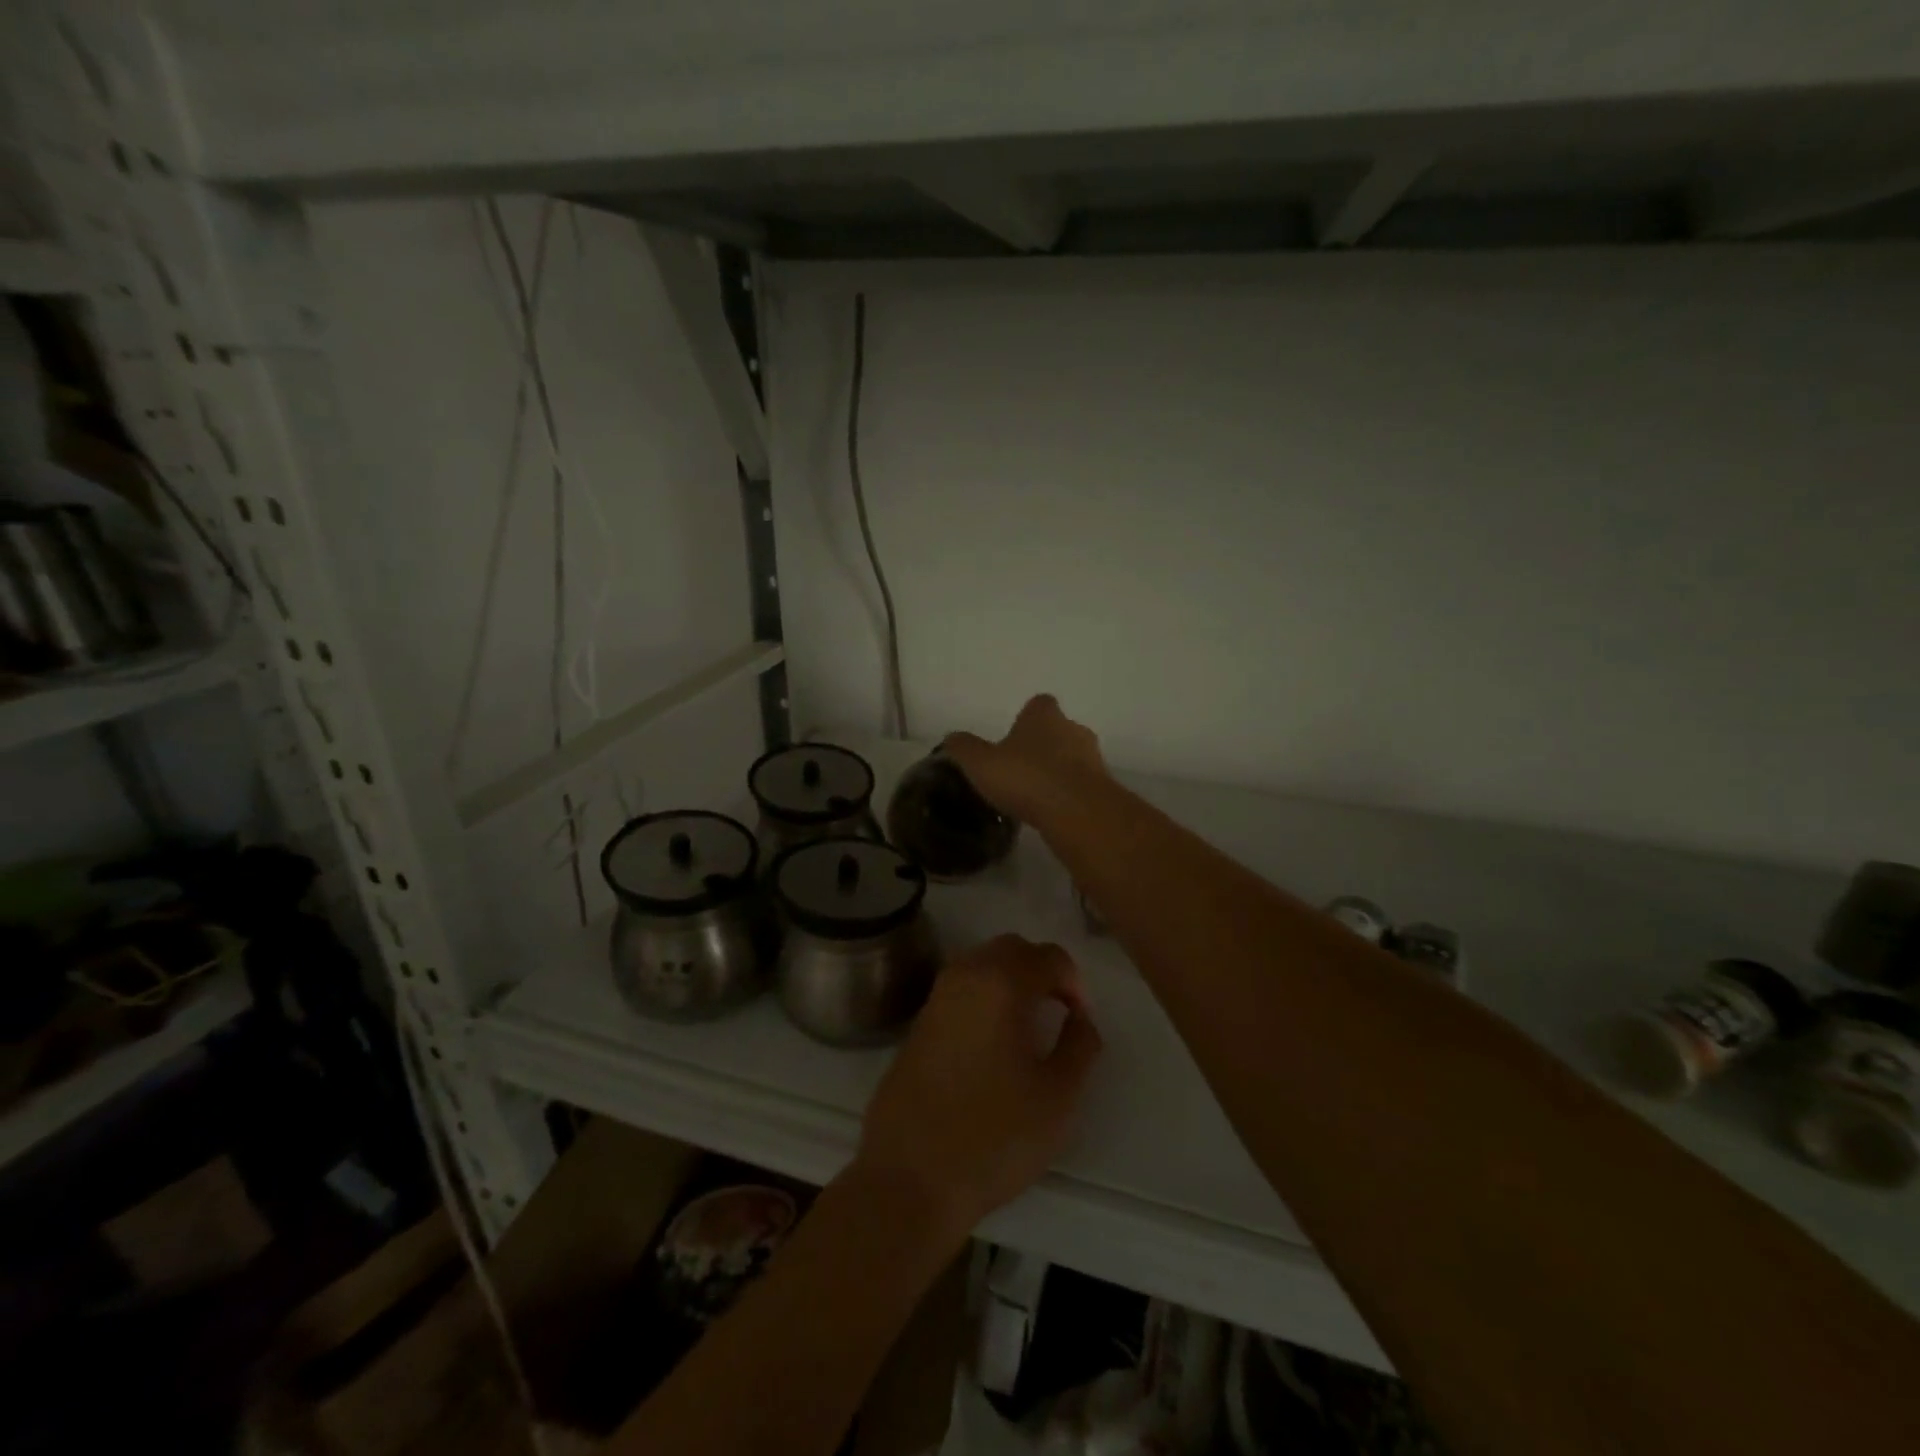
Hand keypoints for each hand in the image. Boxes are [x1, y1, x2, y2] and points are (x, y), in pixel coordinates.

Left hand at [854, 935, 1102, 1245]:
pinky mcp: (917, 1024)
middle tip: (1058, 1014)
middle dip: (1041, 971)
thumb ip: (1080, 1046)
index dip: (1074, 983)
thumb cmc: (994, 1136)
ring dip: (1010, 981)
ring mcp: (935, 998)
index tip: (1080, 1021)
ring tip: (1028, 1028)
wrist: (910, 1177)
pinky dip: (984, 998)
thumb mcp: (1058, 1097)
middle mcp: (964, 976)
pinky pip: (960, 990)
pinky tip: (992, 1044)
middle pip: (1011, 949)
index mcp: (1000, 983)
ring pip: (982, 965)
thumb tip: (1080, 1019)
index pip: (1049, 957)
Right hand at [945, 695, 1108, 826]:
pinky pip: (1081, 786)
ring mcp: (1093, 758)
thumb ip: (964, 748)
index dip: (1026, 718)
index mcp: (1044, 716)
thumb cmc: (1026, 778)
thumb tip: (951, 738)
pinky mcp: (1103, 788)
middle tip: (1020, 768)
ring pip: (1073, 759)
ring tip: (1034, 795)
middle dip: (1042, 746)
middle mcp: (1073, 729)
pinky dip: (1068, 795)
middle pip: (1058, 730)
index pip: (1039, 704)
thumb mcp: (980, 763)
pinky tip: (1051, 813)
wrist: (1077, 812)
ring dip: (1057, 772)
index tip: (1012, 738)